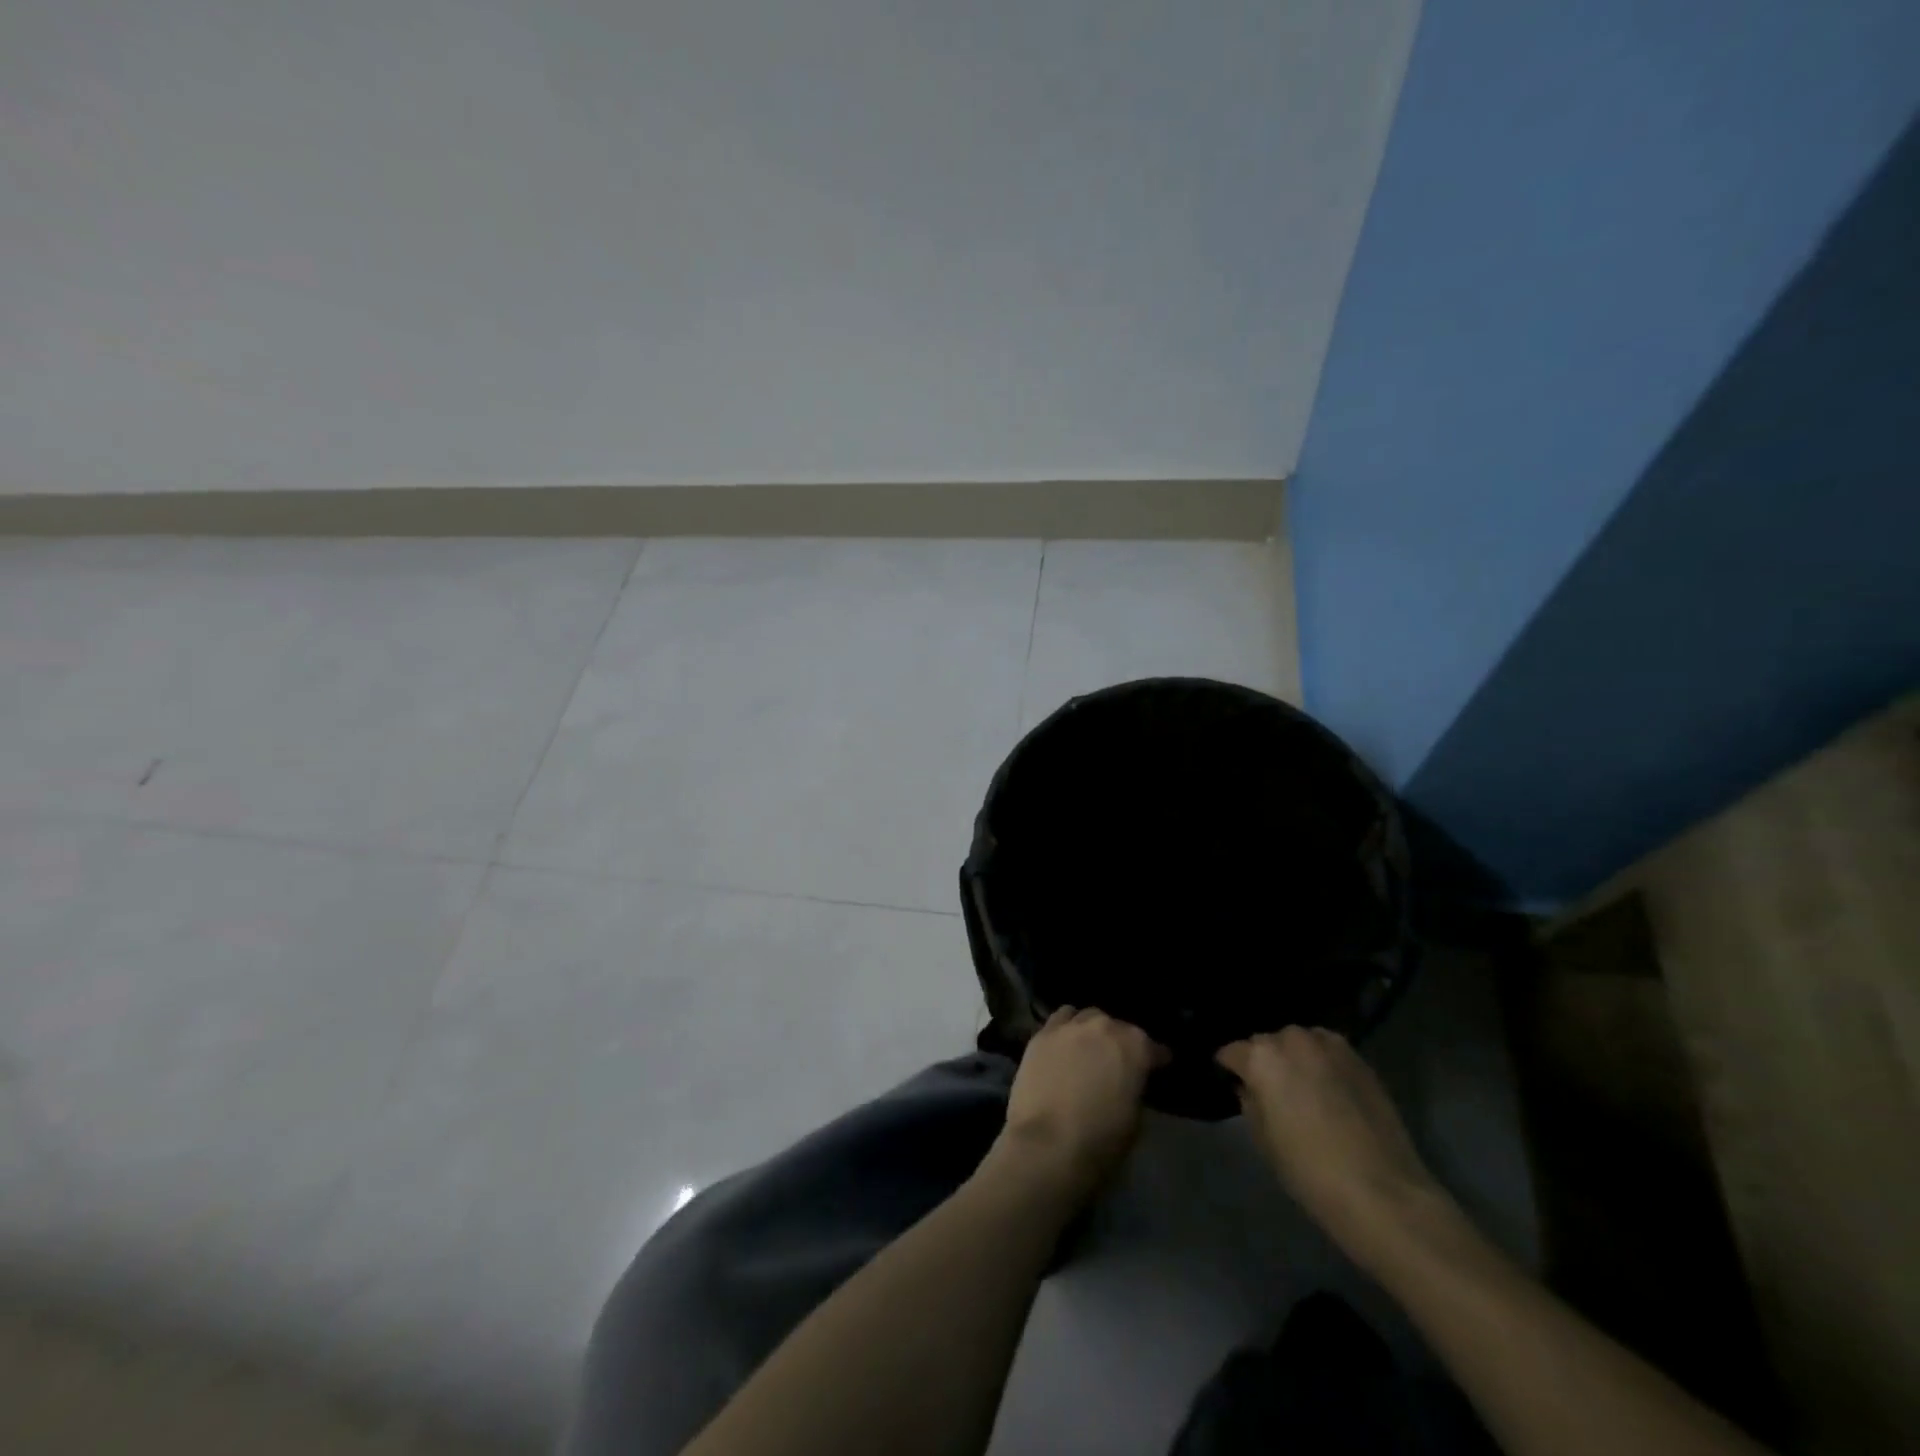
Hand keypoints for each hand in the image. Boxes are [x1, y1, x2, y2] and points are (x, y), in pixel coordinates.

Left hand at [990, 1007, 1166, 1203]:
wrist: (1048, 1145)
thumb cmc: (1100, 1141)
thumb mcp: (1135, 1120)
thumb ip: (1134, 1089)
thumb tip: (1128, 1083)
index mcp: (1135, 1047)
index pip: (1154, 1047)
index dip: (1156, 1059)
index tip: (1158, 1066)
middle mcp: (1104, 1027)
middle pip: (1118, 1027)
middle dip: (1121, 1042)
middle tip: (1117, 1062)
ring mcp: (1070, 1027)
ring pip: (1087, 1017)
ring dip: (1092, 1030)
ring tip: (1089, 1048)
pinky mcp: (1042, 1034)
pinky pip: (1060, 1020)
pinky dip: (1066, 1028)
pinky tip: (1064, 1043)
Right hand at [1217, 1027, 1449, 1271]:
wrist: (1382, 1191)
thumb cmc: (1309, 1170)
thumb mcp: (1263, 1140)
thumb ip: (1250, 1102)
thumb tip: (1249, 1087)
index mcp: (1261, 1057)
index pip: (1232, 1052)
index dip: (1229, 1067)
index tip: (1230, 1080)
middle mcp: (1292, 1040)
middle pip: (1267, 1043)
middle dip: (1263, 1060)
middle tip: (1268, 1088)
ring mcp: (1329, 1046)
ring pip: (1299, 1042)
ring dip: (1294, 1057)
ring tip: (1300, 1085)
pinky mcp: (1360, 1059)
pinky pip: (1328, 1051)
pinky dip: (1322, 1063)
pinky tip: (1328, 1089)